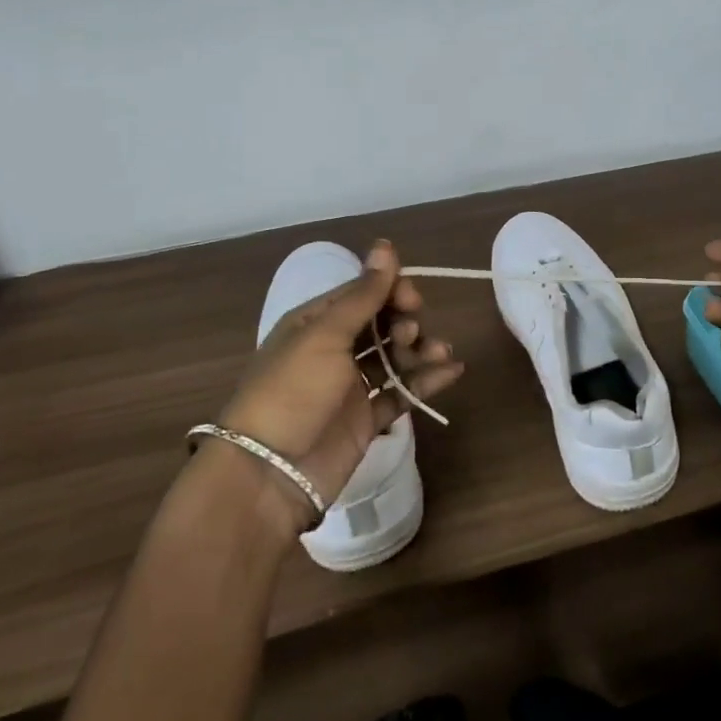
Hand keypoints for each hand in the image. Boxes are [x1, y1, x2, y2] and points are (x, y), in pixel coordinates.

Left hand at [219, 240, 461, 527]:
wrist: (268, 475)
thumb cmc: (291, 392)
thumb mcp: (324, 336)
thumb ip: (362, 294)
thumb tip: (386, 245)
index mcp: (316, 323)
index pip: (362, 293)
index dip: (391, 291)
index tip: (411, 300)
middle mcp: (333, 350)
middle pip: (382, 323)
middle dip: (406, 321)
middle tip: (411, 332)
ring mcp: (350, 387)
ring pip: (395, 357)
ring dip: (421, 349)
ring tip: (440, 354)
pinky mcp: (366, 420)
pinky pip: (402, 393)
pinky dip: (427, 381)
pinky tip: (452, 372)